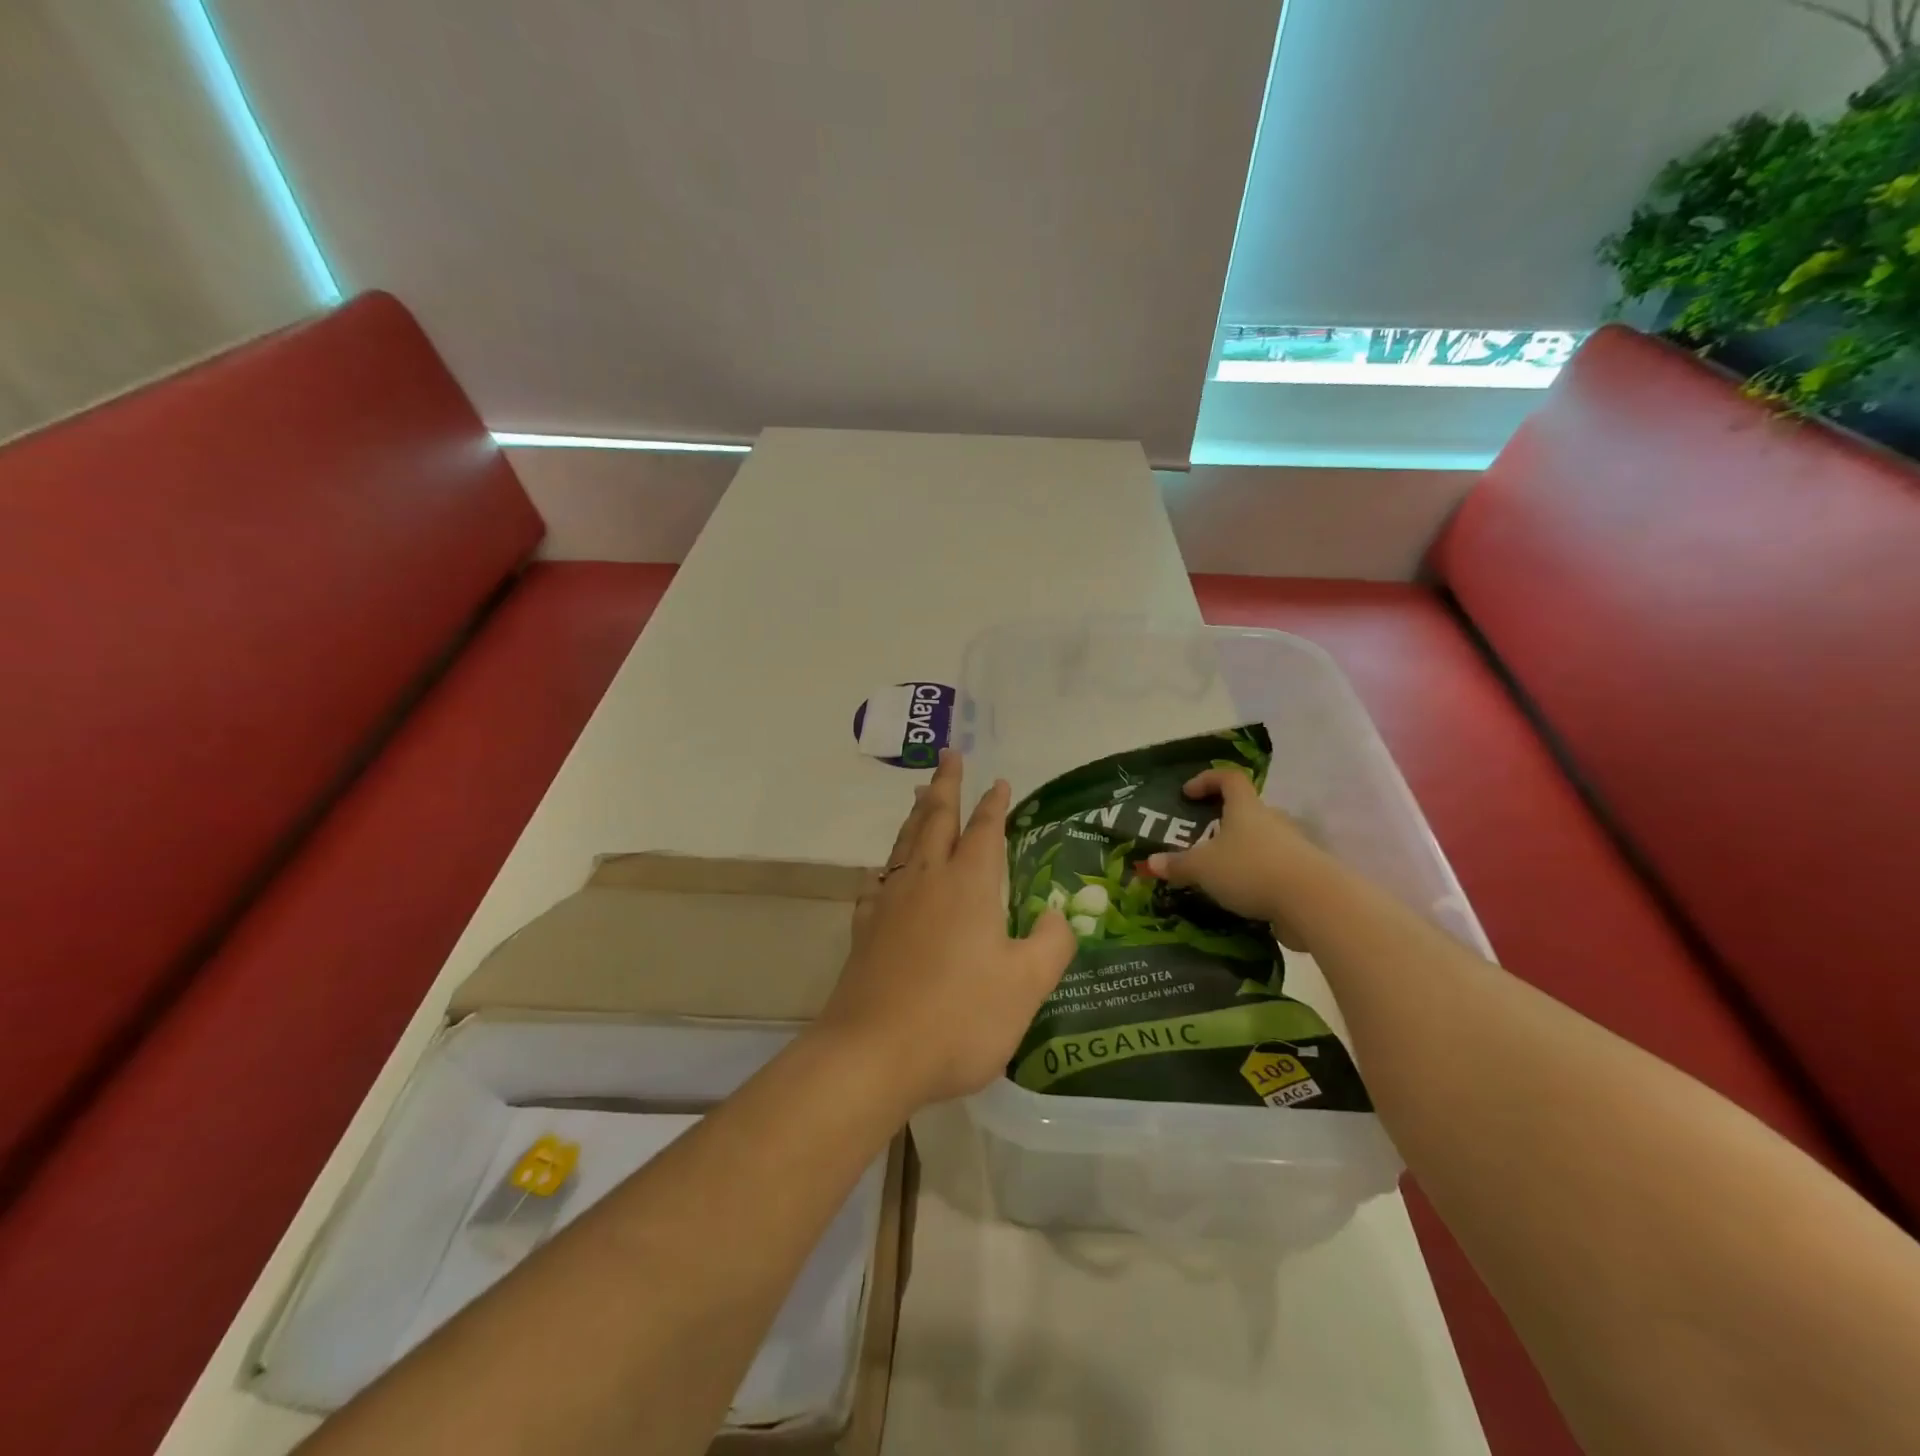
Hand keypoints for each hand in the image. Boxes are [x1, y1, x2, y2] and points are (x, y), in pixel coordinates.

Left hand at [817, 749, 1076, 1110]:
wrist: (873, 1053)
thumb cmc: (959, 1017)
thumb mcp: (1026, 985)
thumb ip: (1051, 944)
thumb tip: (1058, 915)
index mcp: (969, 885)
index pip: (985, 831)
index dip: (994, 805)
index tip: (999, 781)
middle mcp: (927, 880)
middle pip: (936, 818)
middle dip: (947, 785)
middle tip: (949, 755)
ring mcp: (890, 902)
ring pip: (905, 842)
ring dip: (917, 814)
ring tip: (921, 794)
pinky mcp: (865, 929)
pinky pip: (879, 881)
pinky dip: (888, 865)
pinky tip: (885, 872)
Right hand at [1144, 768, 1326, 940]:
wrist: (1314, 902)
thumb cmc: (1251, 869)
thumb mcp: (1204, 868)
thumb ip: (1178, 865)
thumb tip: (1151, 863)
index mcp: (1246, 809)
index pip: (1229, 779)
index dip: (1208, 780)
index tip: (1188, 793)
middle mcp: (1272, 821)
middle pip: (1248, 811)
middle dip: (1225, 823)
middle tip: (1202, 840)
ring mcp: (1293, 847)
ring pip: (1263, 842)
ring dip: (1242, 853)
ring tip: (1220, 873)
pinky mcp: (1304, 875)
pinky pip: (1275, 869)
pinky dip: (1258, 878)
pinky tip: (1242, 898)